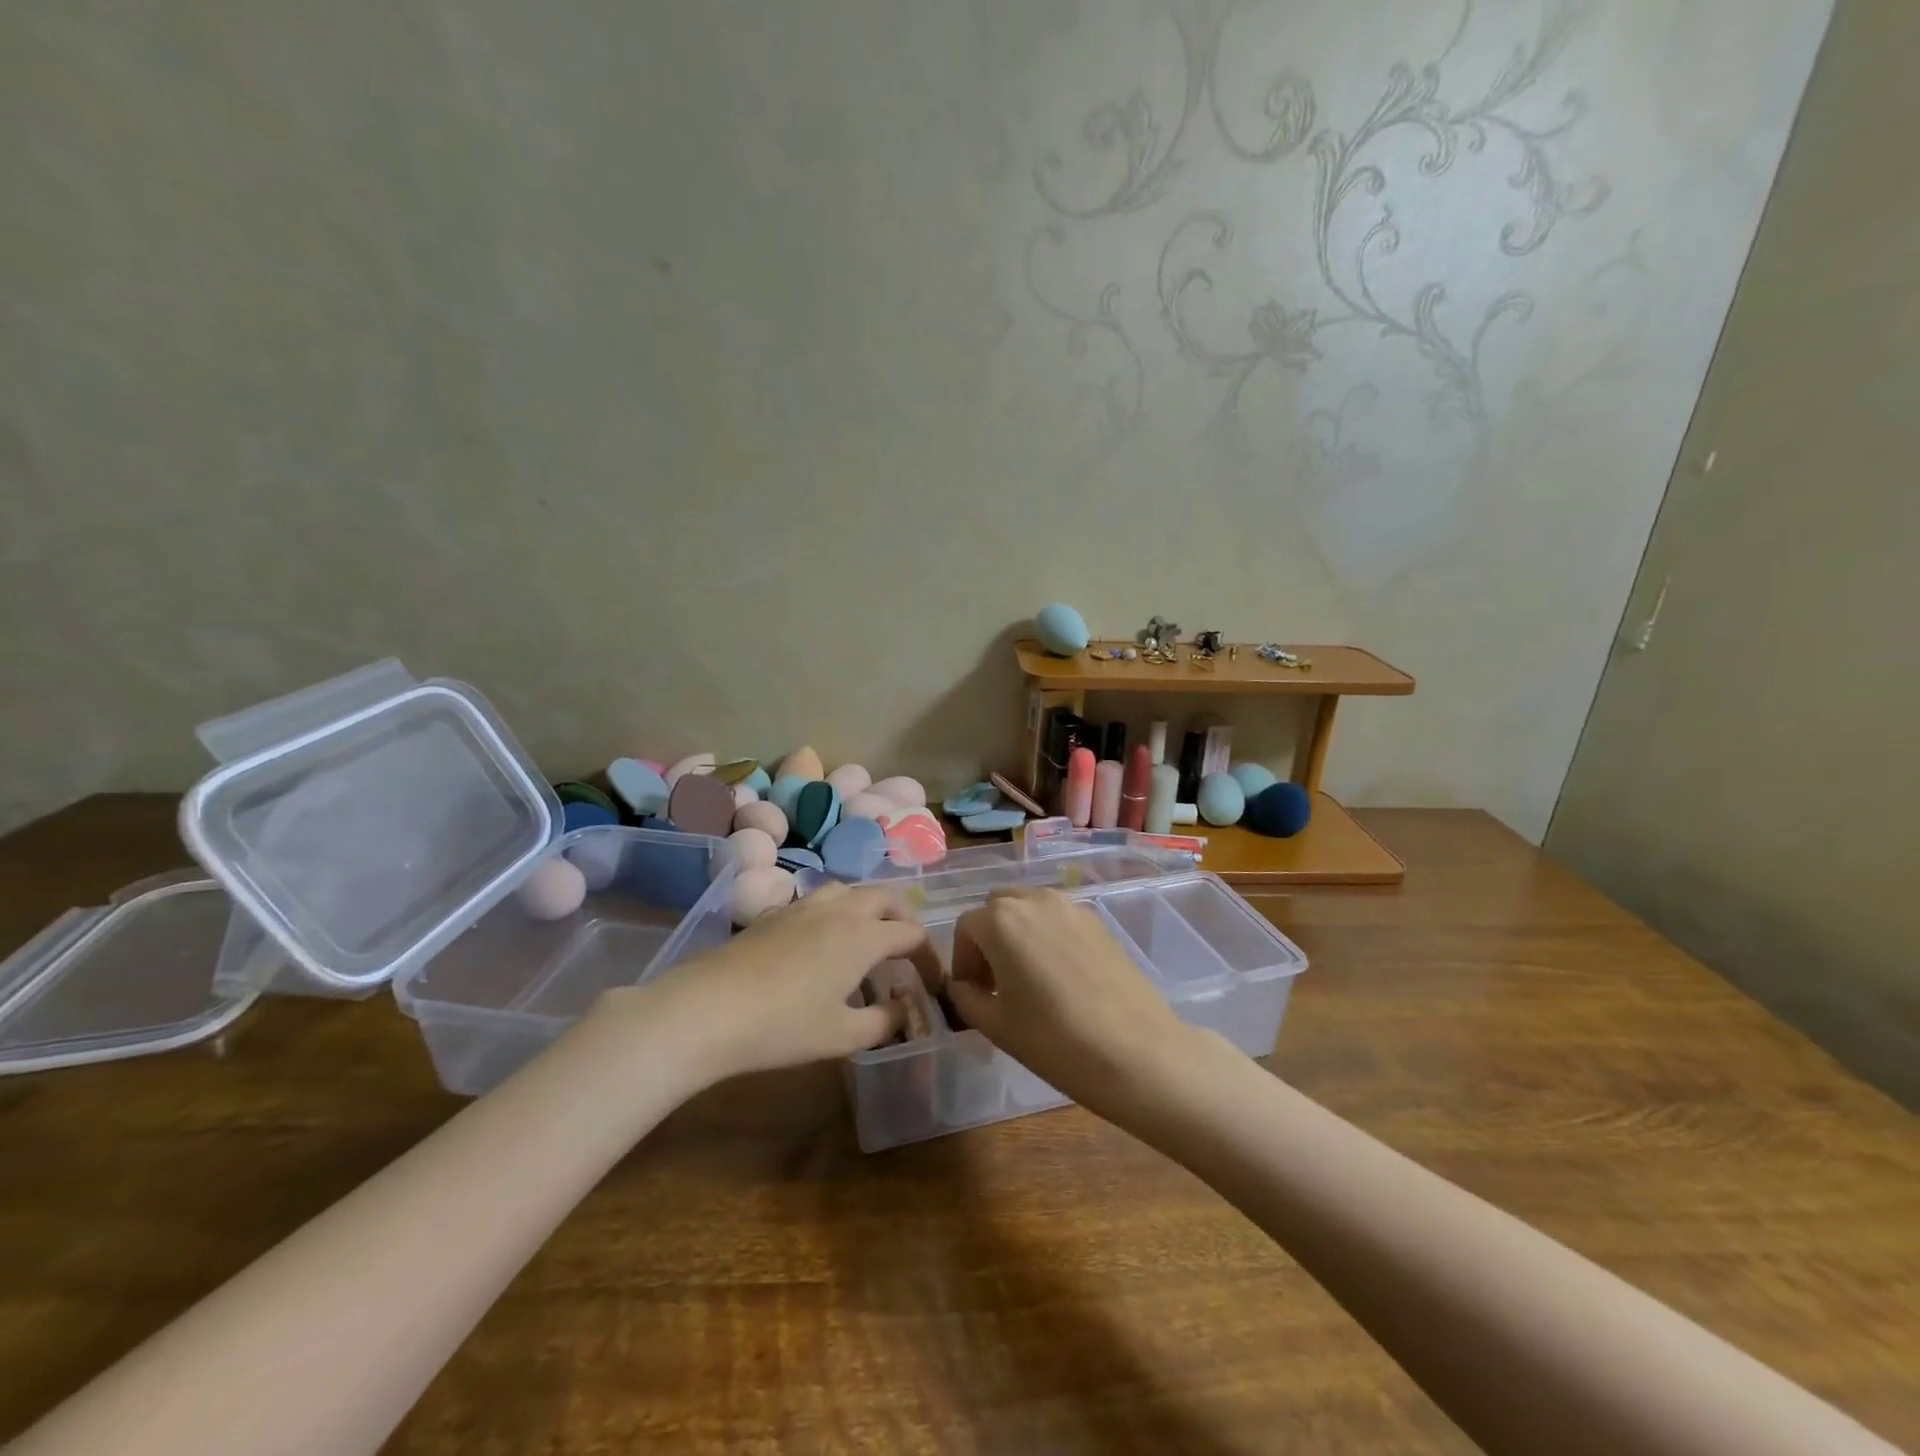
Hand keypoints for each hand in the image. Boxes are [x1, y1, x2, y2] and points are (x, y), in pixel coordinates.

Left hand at [611, 883, 945, 1085]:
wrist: (709, 1008)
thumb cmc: (784, 1026)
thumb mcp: (842, 1035)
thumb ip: (883, 1022)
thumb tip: (902, 1010)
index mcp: (864, 935)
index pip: (912, 934)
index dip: (928, 957)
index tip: (930, 983)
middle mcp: (841, 909)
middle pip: (886, 897)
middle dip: (903, 918)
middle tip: (905, 949)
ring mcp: (805, 906)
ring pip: (850, 890)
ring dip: (868, 908)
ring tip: (865, 938)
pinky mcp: (776, 913)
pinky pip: (820, 900)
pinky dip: (836, 912)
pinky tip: (821, 943)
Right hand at [945, 887, 1201, 1119]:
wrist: (1136, 1052)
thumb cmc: (1055, 1040)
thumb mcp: (996, 1025)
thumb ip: (966, 998)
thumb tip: (961, 986)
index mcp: (1001, 920)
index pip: (966, 927)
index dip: (962, 960)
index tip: (971, 992)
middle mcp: (1035, 900)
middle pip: (997, 908)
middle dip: (988, 939)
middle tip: (996, 982)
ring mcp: (1071, 907)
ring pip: (1030, 908)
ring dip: (1018, 933)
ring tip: (1028, 979)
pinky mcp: (1099, 922)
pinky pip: (1059, 919)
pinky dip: (1048, 936)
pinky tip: (1061, 978)